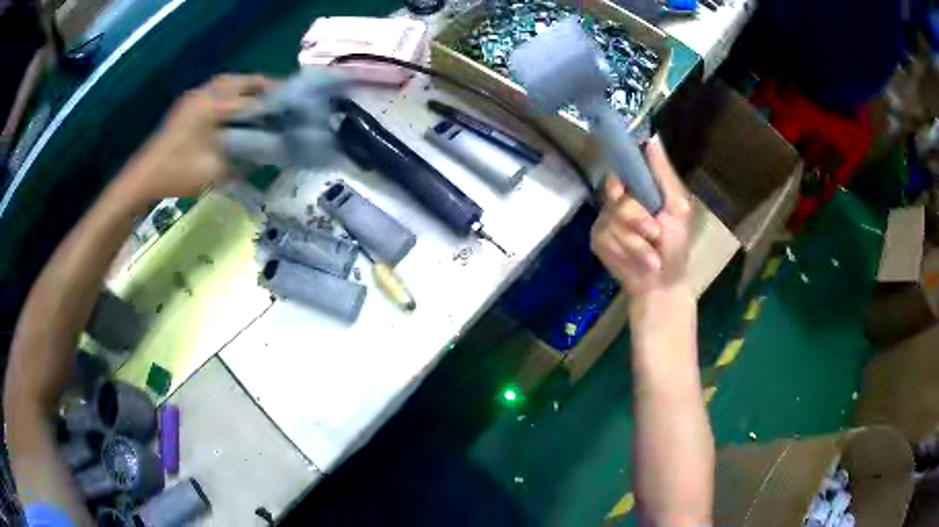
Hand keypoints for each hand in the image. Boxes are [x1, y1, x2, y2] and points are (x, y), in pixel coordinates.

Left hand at [119, 74, 275, 200]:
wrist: (144, 176)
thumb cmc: (177, 174)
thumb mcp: (213, 171)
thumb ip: (241, 159)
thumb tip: (262, 153)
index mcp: (213, 107)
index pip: (251, 100)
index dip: (272, 104)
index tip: (291, 108)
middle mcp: (205, 94)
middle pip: (240, 81)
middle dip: (261, 86)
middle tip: (279, 96)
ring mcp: (193, 97)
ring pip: (226, 82)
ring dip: (245, 86)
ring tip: (260, 97)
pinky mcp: (186, 104)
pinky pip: (214, 89)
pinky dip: (230, 91)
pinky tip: (234, 104)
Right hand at [591, 136, 691, 298]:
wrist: (663, 284)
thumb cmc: (676, 246)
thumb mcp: (678, 207)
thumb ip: (664, 175)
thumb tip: (651, 139)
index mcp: (638, 189)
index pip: (620, 169)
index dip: (623, 178)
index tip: (628, 190)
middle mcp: (619, 200)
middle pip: (616, 196)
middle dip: (637, 219)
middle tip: (654, 234)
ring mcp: (606, 220)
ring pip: (611, 220)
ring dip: (635, 242)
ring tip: (651, 257)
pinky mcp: (597, 240)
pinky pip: (605, 238)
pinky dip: (626, 252)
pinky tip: (637, 262)